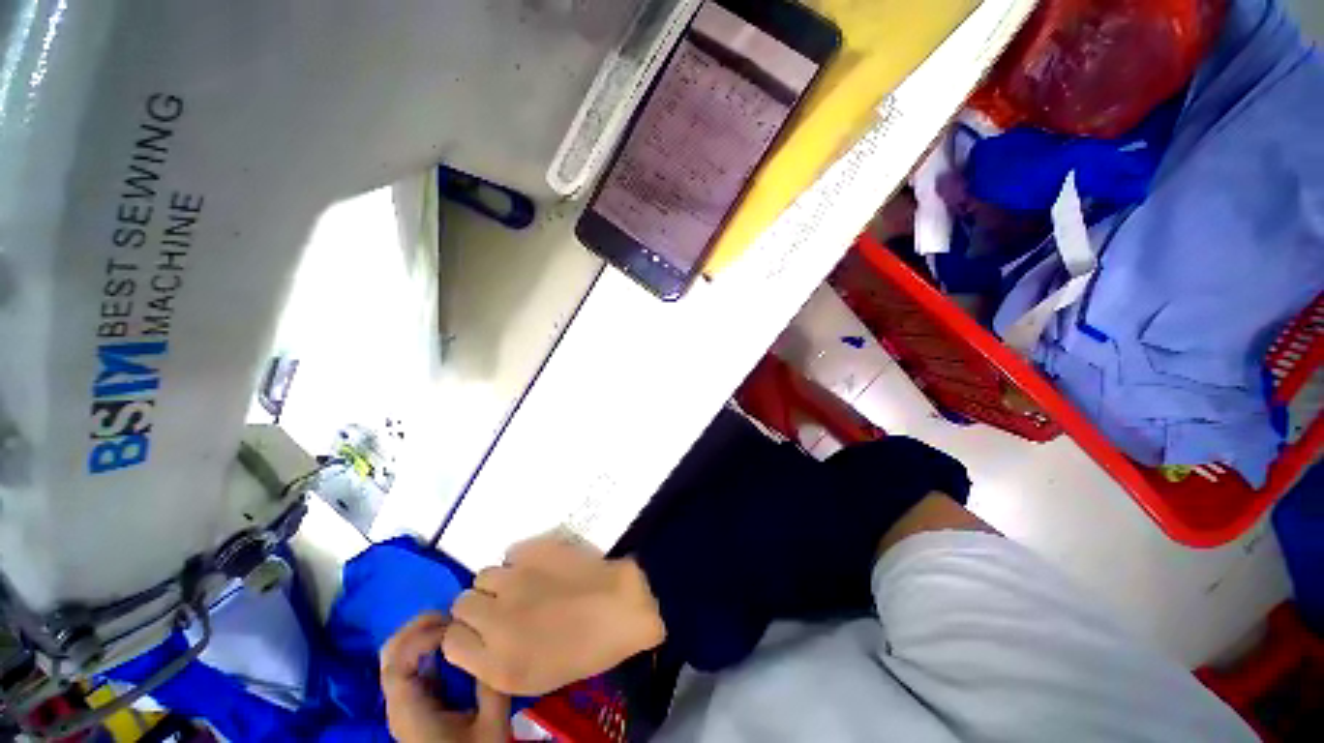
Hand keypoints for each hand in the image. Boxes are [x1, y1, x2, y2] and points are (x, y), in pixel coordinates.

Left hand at [381, 614, 509, 742]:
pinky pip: (415, 663)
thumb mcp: (491, 724)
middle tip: (454, 616)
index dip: (420, 637)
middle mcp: (399, 703)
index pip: (396, 664)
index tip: (455, 626)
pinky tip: (455, 642)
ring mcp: (405, 701)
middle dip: (418, 626)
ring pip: (400, 655)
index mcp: (409, 712)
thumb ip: (491, 686)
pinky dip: (430, 645)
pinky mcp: (416, 701)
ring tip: (458, 625)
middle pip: (391, 653)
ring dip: (425, 633)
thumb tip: (492, 645)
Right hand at [443, 533, 665, 695]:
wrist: (623, 606)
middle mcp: (494, 619)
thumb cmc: (585, 649)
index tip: (483, 629)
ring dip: (499, 581)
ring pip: (484, 574)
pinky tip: (542, 566)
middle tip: (507, 606)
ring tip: (526, 584)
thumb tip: (478, 635)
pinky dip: (521, 560)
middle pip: (462, 603)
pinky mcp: (534, 549)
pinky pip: (511, 553)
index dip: (466, 633)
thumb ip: (494, 659)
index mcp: (495, 663)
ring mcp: (514, 579)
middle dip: (480, 605)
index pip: (450, 640)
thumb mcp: (533, 677)